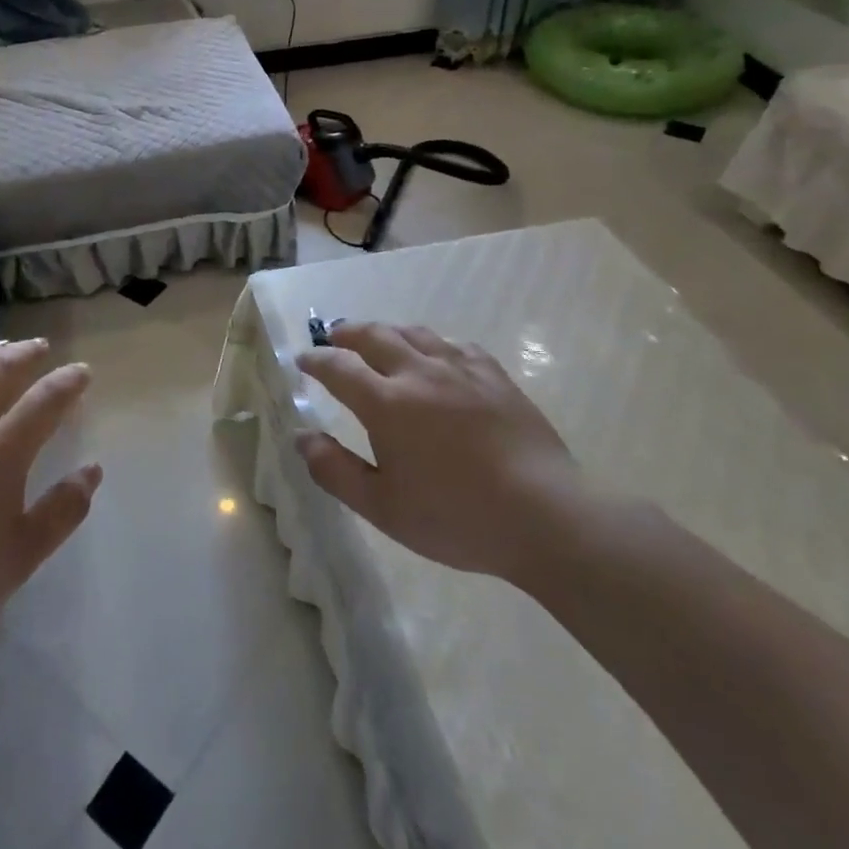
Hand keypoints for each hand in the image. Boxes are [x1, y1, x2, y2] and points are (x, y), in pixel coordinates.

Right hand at [296, 322, 583, 581]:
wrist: (546, 517)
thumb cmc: (456, 517)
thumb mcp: (382, 507)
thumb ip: (335, 470)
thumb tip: (302, 437)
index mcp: (386, 403)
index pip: (339, 367)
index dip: (316, 360)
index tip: (303, 360)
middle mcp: (419, 373)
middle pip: (374, 335)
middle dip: (346, 332)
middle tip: (333, 337)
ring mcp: (461, 370)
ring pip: (415, 333)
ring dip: (387, 332)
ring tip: (378, 340)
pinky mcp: (495, 377)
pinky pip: (456, 345)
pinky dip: (433, 344)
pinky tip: (437, 356)